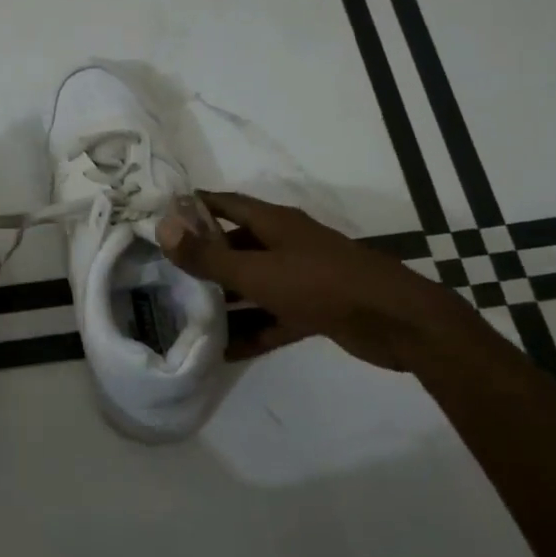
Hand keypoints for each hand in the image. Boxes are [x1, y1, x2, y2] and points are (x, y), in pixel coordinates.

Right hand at [156, 191, 483, 371]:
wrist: (394, 321)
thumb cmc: (320, 283)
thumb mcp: (256, 271)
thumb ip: (208, 256)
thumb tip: (163, 227)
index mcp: (275, 223)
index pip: (226, 204)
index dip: (195, 205)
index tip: (161, 214)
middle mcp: (287, 244)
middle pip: (238, 246)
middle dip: (205, 258)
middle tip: (165, 272)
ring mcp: (302, 278)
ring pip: (254, 284)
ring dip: (226, 299)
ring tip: (187, 313)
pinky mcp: (315, 310)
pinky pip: (274, 318)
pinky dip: (252, 331)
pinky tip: (224, 352)